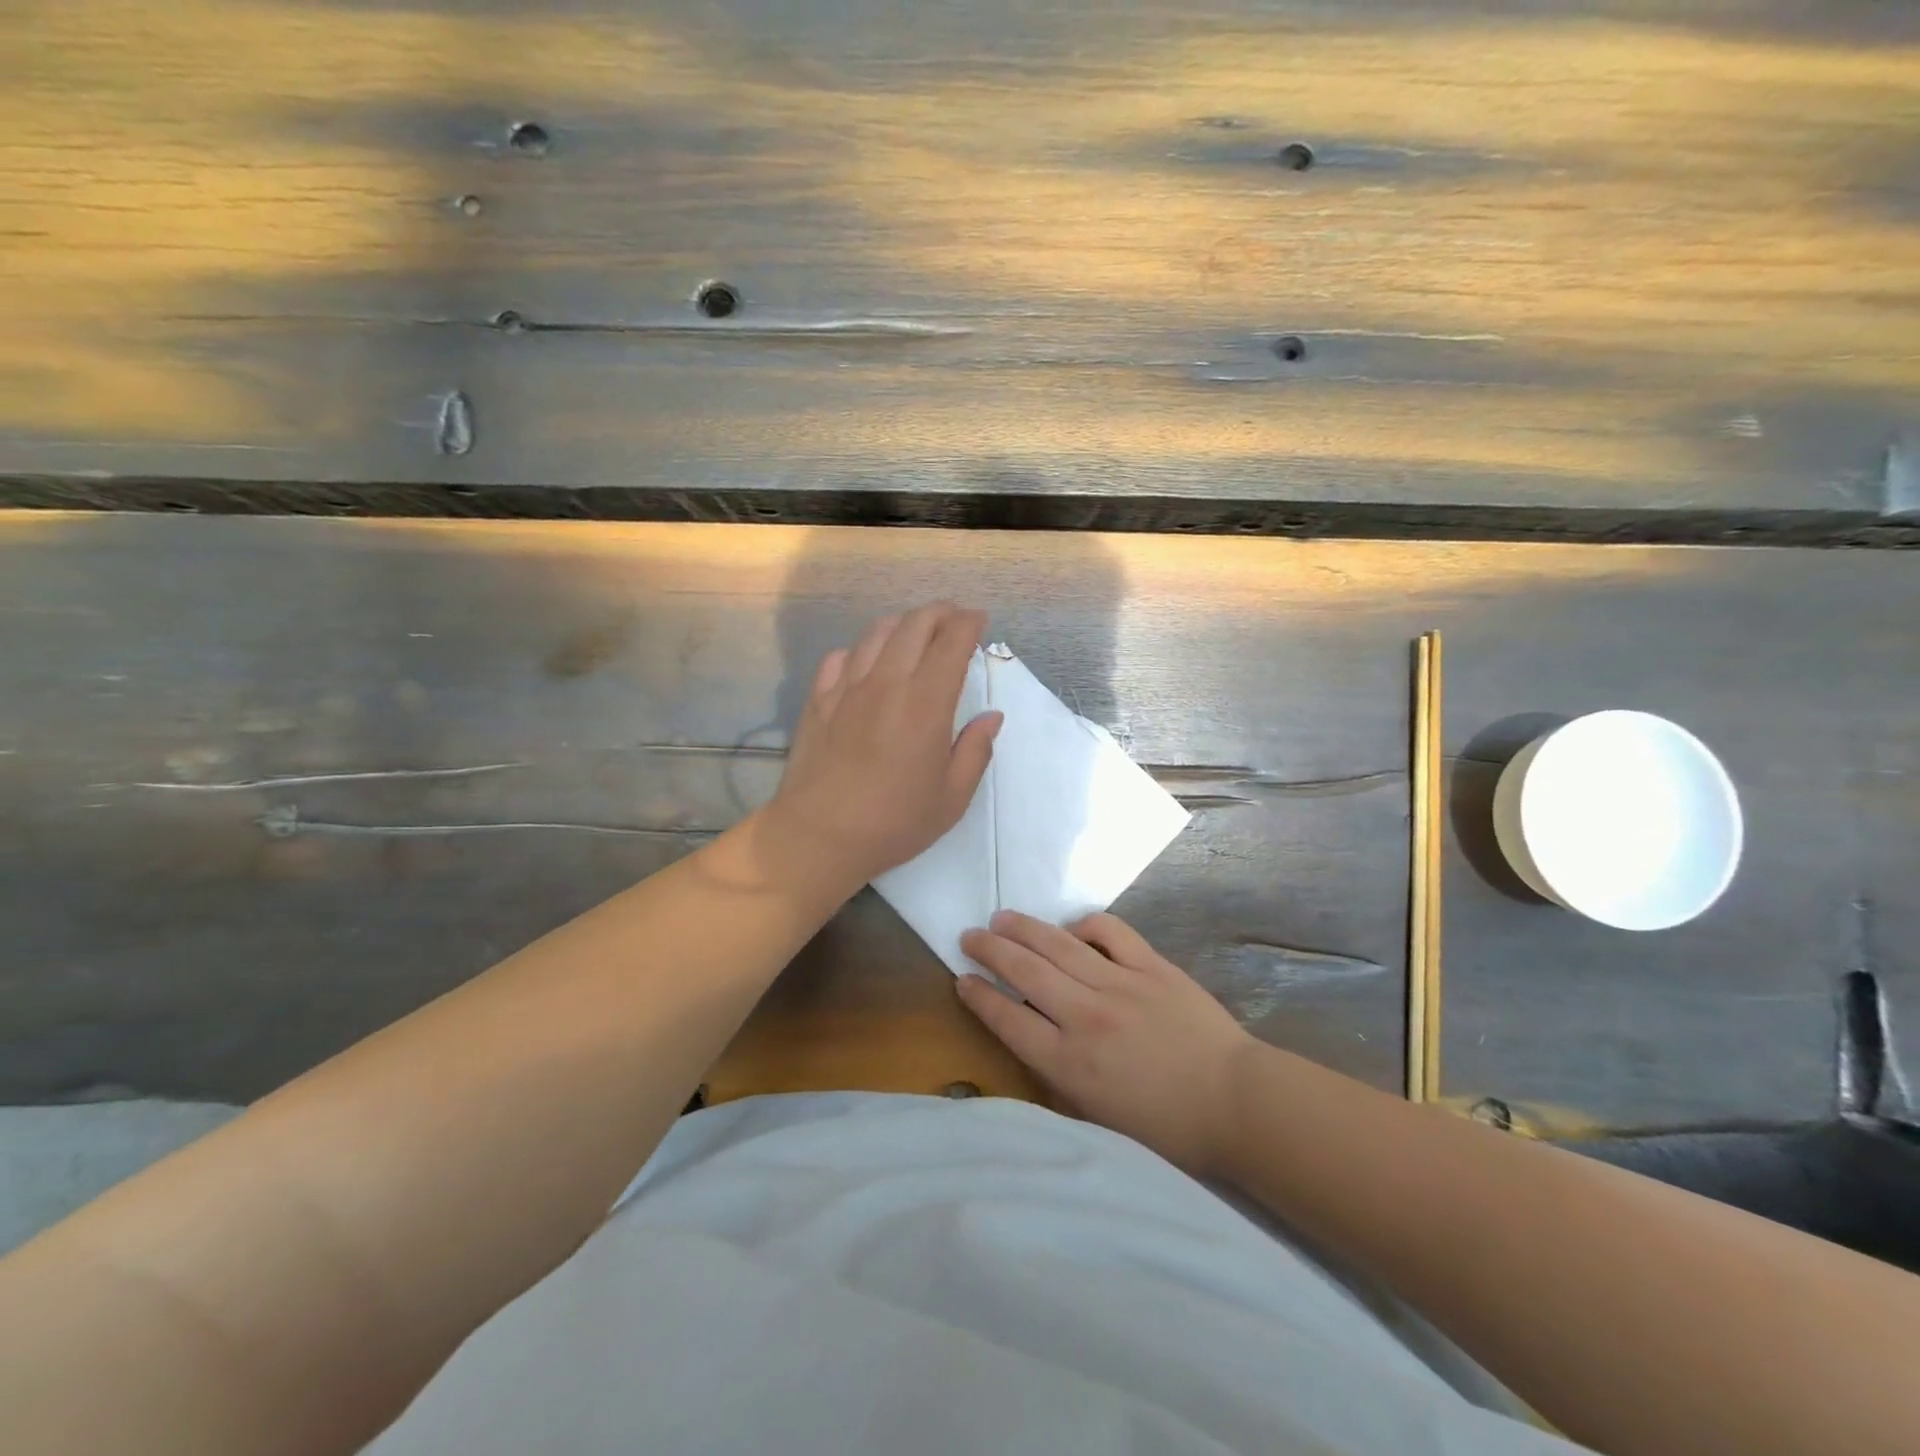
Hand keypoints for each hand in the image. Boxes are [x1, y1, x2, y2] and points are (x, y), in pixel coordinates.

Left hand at [761, 603, 1001, 888]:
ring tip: (916, 634)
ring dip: (903, 625)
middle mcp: (887, 682)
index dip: (969, 624)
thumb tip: (991, 717)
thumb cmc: (894, 822)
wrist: (819, 835)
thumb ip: (975, 751)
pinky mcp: (819, 699)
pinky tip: (867, 663)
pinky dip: (862, 650)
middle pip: (914, 624)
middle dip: (940, 613)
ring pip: (877, 633)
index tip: (980, 621)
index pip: (952, 642)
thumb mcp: (952, 797)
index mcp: (926, 702)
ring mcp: (847, 687)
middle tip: (954, 620)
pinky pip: (841, 657)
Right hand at [958, 911, 1254, 1174]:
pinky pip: (1110, 932)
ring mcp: (1119, 985)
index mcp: (1070, 1062)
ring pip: (1058, 945)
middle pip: (1025, 972)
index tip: (962, 979)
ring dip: (1024, 929)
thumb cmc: (1166, 1127)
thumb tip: (1034, 1035)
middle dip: (990, 951)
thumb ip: (1059, 1076)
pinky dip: (1085, 925)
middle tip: (969, 936)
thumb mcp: (1097, 1118)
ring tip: (1002, 919)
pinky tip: (1072, 929)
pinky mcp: (1151, 966)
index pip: (1009, 1018)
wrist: (1235, 1103)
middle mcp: (1086, 1016)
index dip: (979, 996)